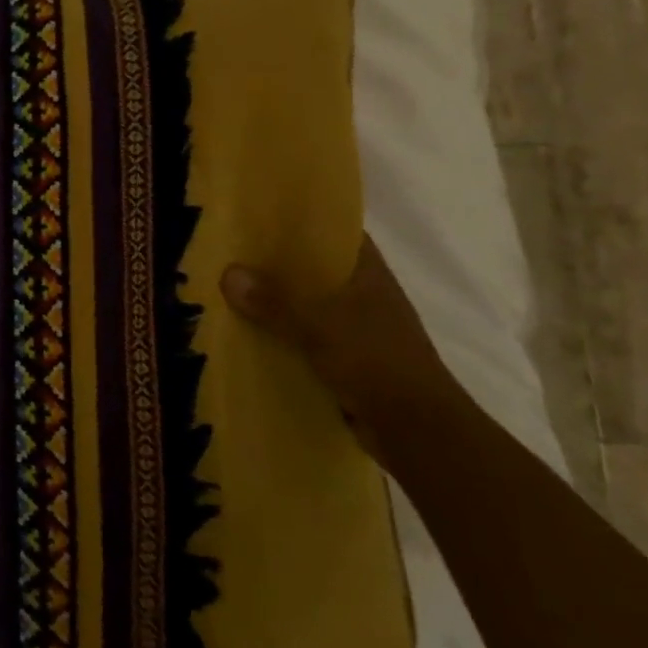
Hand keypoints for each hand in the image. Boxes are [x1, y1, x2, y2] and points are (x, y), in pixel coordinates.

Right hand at [221, 236, 463, 464]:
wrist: (420, 434)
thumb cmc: (378, 363)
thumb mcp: (320, 326)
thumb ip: (275, 300)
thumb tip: (227, 273)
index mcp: (368, 274)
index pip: (336, 232)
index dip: (303, 220)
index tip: (262, 213)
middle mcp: (363, 296)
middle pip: (314, 269)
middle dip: (276, 263)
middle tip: (230, 251)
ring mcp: (356, 331)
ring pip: (307, 305)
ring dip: (276, 302)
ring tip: (228, 291)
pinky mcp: (346, 362)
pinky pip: (304, 339)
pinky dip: (281, 336)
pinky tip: (247, 336)